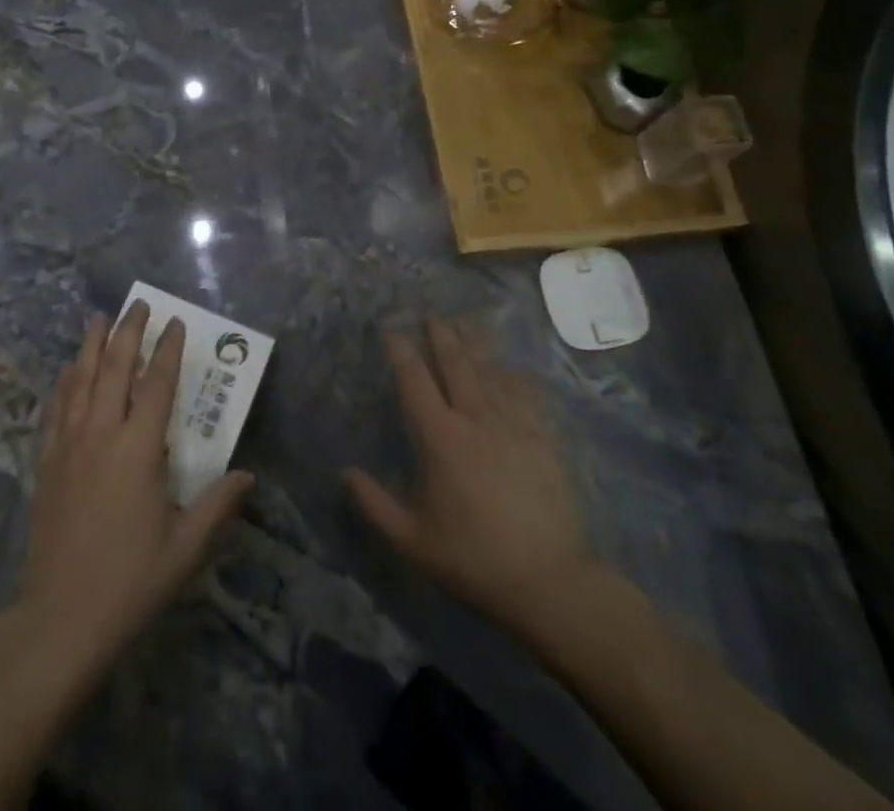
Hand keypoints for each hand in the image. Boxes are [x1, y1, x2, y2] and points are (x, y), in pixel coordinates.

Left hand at [17, 301, 254, 679]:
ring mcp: (68, 446)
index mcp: (138, 450)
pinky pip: (55, 408)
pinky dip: (63, 382)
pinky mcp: (47, 463)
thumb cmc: (130, 581)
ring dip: (91, 345)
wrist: (60, 619)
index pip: (156, 384)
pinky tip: (67, 370)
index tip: (175, 323)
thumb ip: (218, 506)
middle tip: (137, 305)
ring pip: (79, 380)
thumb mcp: (185, 548)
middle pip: (114, 368)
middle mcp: (101, 435)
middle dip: (127, 331)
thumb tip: (247, 476)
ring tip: (99, 318)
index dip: (167, 350)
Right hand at [344, 321, 593, 634]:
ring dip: (474, 344)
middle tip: (432, 315)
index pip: (414, 380)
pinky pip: (524, 392)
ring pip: (490, 370)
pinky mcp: (542, 437)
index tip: (391, 329)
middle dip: (441, 335)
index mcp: (440, 438)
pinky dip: (512, 373)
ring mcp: (513, 424)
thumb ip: (375, 504)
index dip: (401, 350)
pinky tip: (510, 366)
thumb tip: (345, 472)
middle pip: (455, 362)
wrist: (548, 579)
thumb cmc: (473, 558)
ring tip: (465, 323)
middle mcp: (475, 418)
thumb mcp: (413, 540)